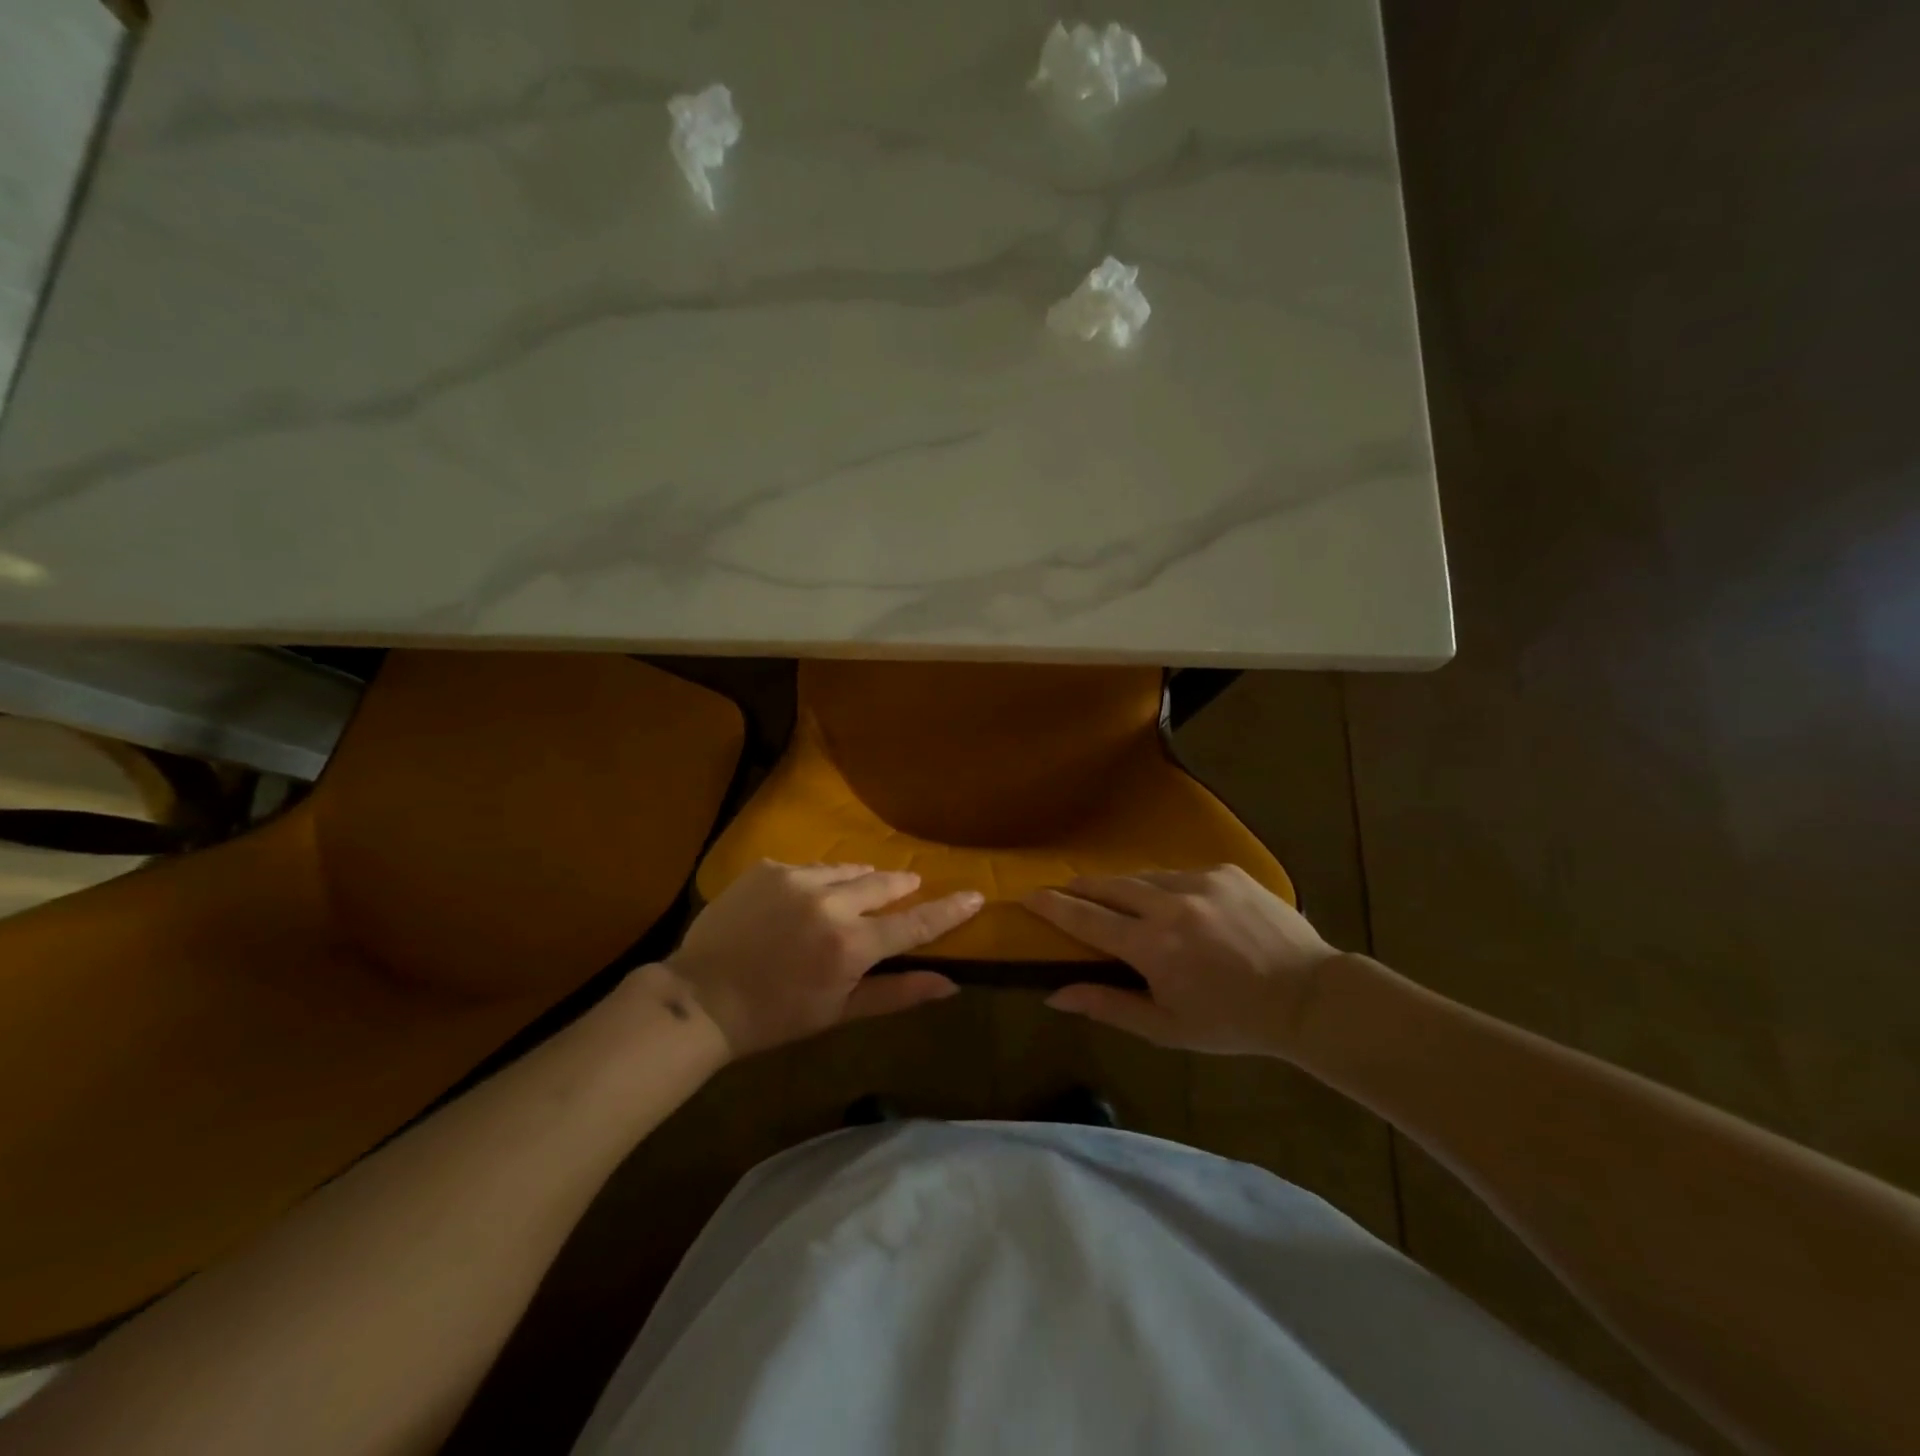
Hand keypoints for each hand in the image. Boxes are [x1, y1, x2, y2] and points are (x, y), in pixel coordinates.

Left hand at [665, 860, 982, 1056]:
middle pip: (884, 883)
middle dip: (900, 886)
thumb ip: (897, 994)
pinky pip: (808, 868)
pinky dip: (816, 881)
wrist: (702, 998)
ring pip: (846, 870)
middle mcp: (830, 902)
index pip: (915, 923)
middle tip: (908, 886)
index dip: (948, 910)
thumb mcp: (840, 1012)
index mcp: (852, 945)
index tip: (974, 894)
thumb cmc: (776, 1016)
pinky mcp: (769, 868)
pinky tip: (802, 901)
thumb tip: (950, 985)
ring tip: (853, 895)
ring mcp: (797, 879)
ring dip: (858, 881)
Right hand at [1026, 865, 1345, 1058]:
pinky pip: (1179, 874)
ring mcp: (1200, 881)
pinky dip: (1165, 888)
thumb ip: (1108, 1006)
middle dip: (1080, 888)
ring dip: (1122, 888)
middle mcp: (1170, 904)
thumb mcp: (1167, 1027)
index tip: (1027, 895)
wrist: (1310, 996)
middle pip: (1108, 886)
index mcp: (1153, 946)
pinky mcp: (1226, 871)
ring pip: (1143, 877)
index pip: (1086, 918)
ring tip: (1116, 900)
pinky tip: (1175, 906)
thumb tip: (1054, 994)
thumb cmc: (1233, 1021)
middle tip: (1063, 891)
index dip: (1052, 906)